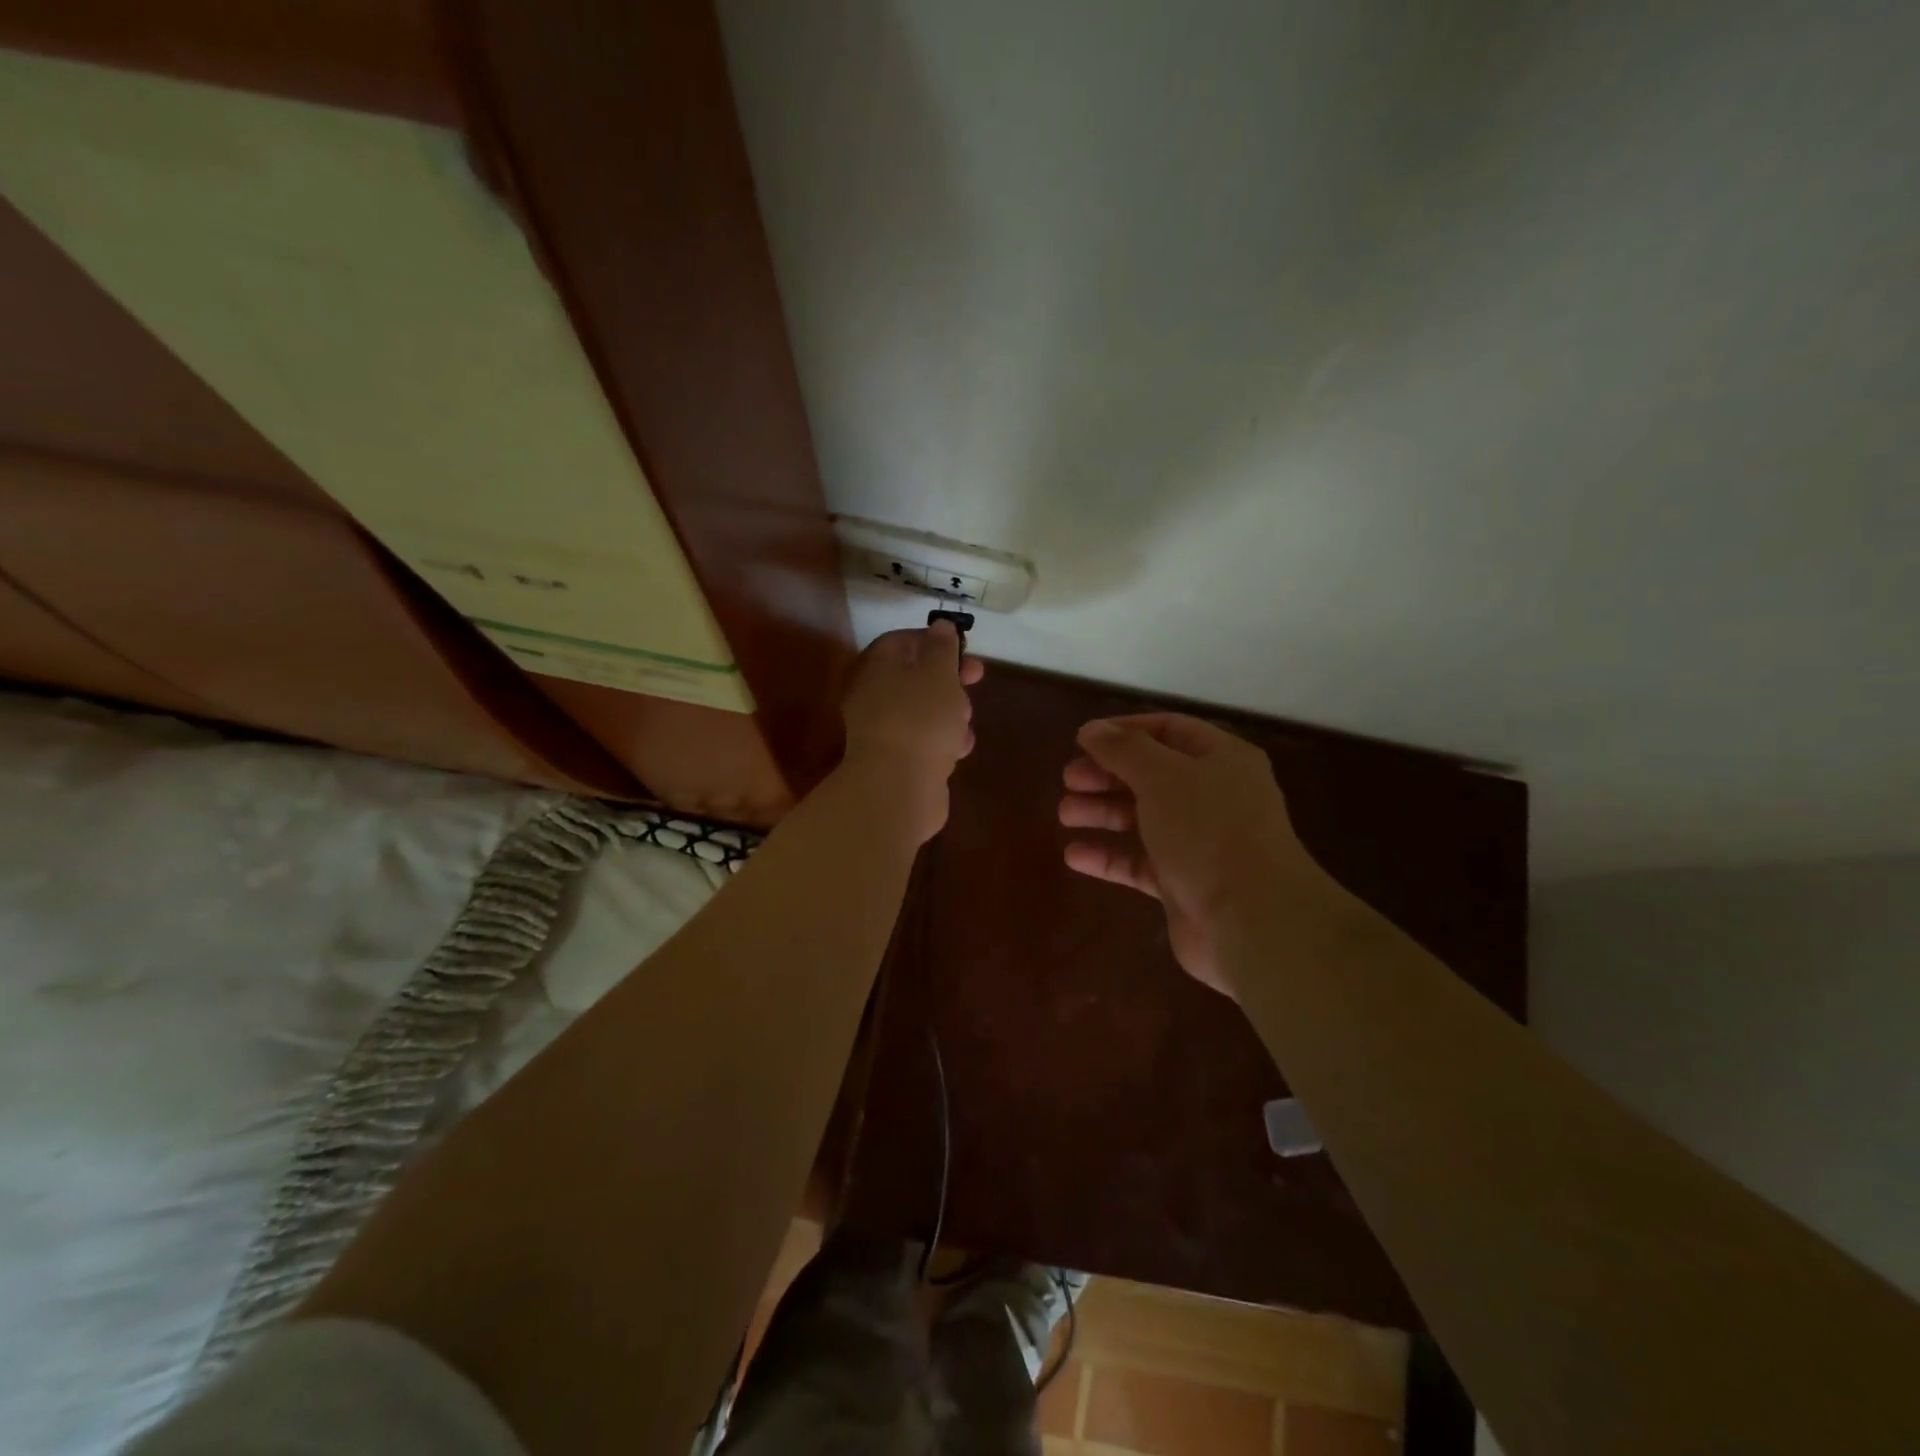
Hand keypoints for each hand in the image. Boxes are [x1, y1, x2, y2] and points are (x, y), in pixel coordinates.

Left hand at [841, 622, 983, 841]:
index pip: (900, 641)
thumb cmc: (921, 719)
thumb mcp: (939, 673)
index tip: (962, 647)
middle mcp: (873, 696)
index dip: (933, 639)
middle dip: (949, 679)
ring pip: (923, 711)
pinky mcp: (896, 761)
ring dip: (950, 713)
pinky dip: (943, 741)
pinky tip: (959, 749)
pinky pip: (924, 741)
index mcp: (876, 668)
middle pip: (915, 677)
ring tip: (965, 723)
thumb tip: (940, 626)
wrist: (898, 788)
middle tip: (976, 678)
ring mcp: (883, 731)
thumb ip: (942, 647)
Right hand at [1059, 714, 1329, 996]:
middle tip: (1068, 779)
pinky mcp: (1184, 884)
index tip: (1084, 739)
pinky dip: (1109, 857)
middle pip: (1152, 775)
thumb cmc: (1209, 831)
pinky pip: (1140, 863)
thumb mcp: (1163, 776)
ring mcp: (1200, 843)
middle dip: (1108, 775)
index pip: (1170, 730)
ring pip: (1143, 819)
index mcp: (1222, 760)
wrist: (1251, 920)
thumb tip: (1091, 729)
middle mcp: (1214, 797)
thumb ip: (1123, 750)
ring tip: (1065, 814)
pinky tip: (1074, 856)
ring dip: (1103, 813)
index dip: (1126, 731)